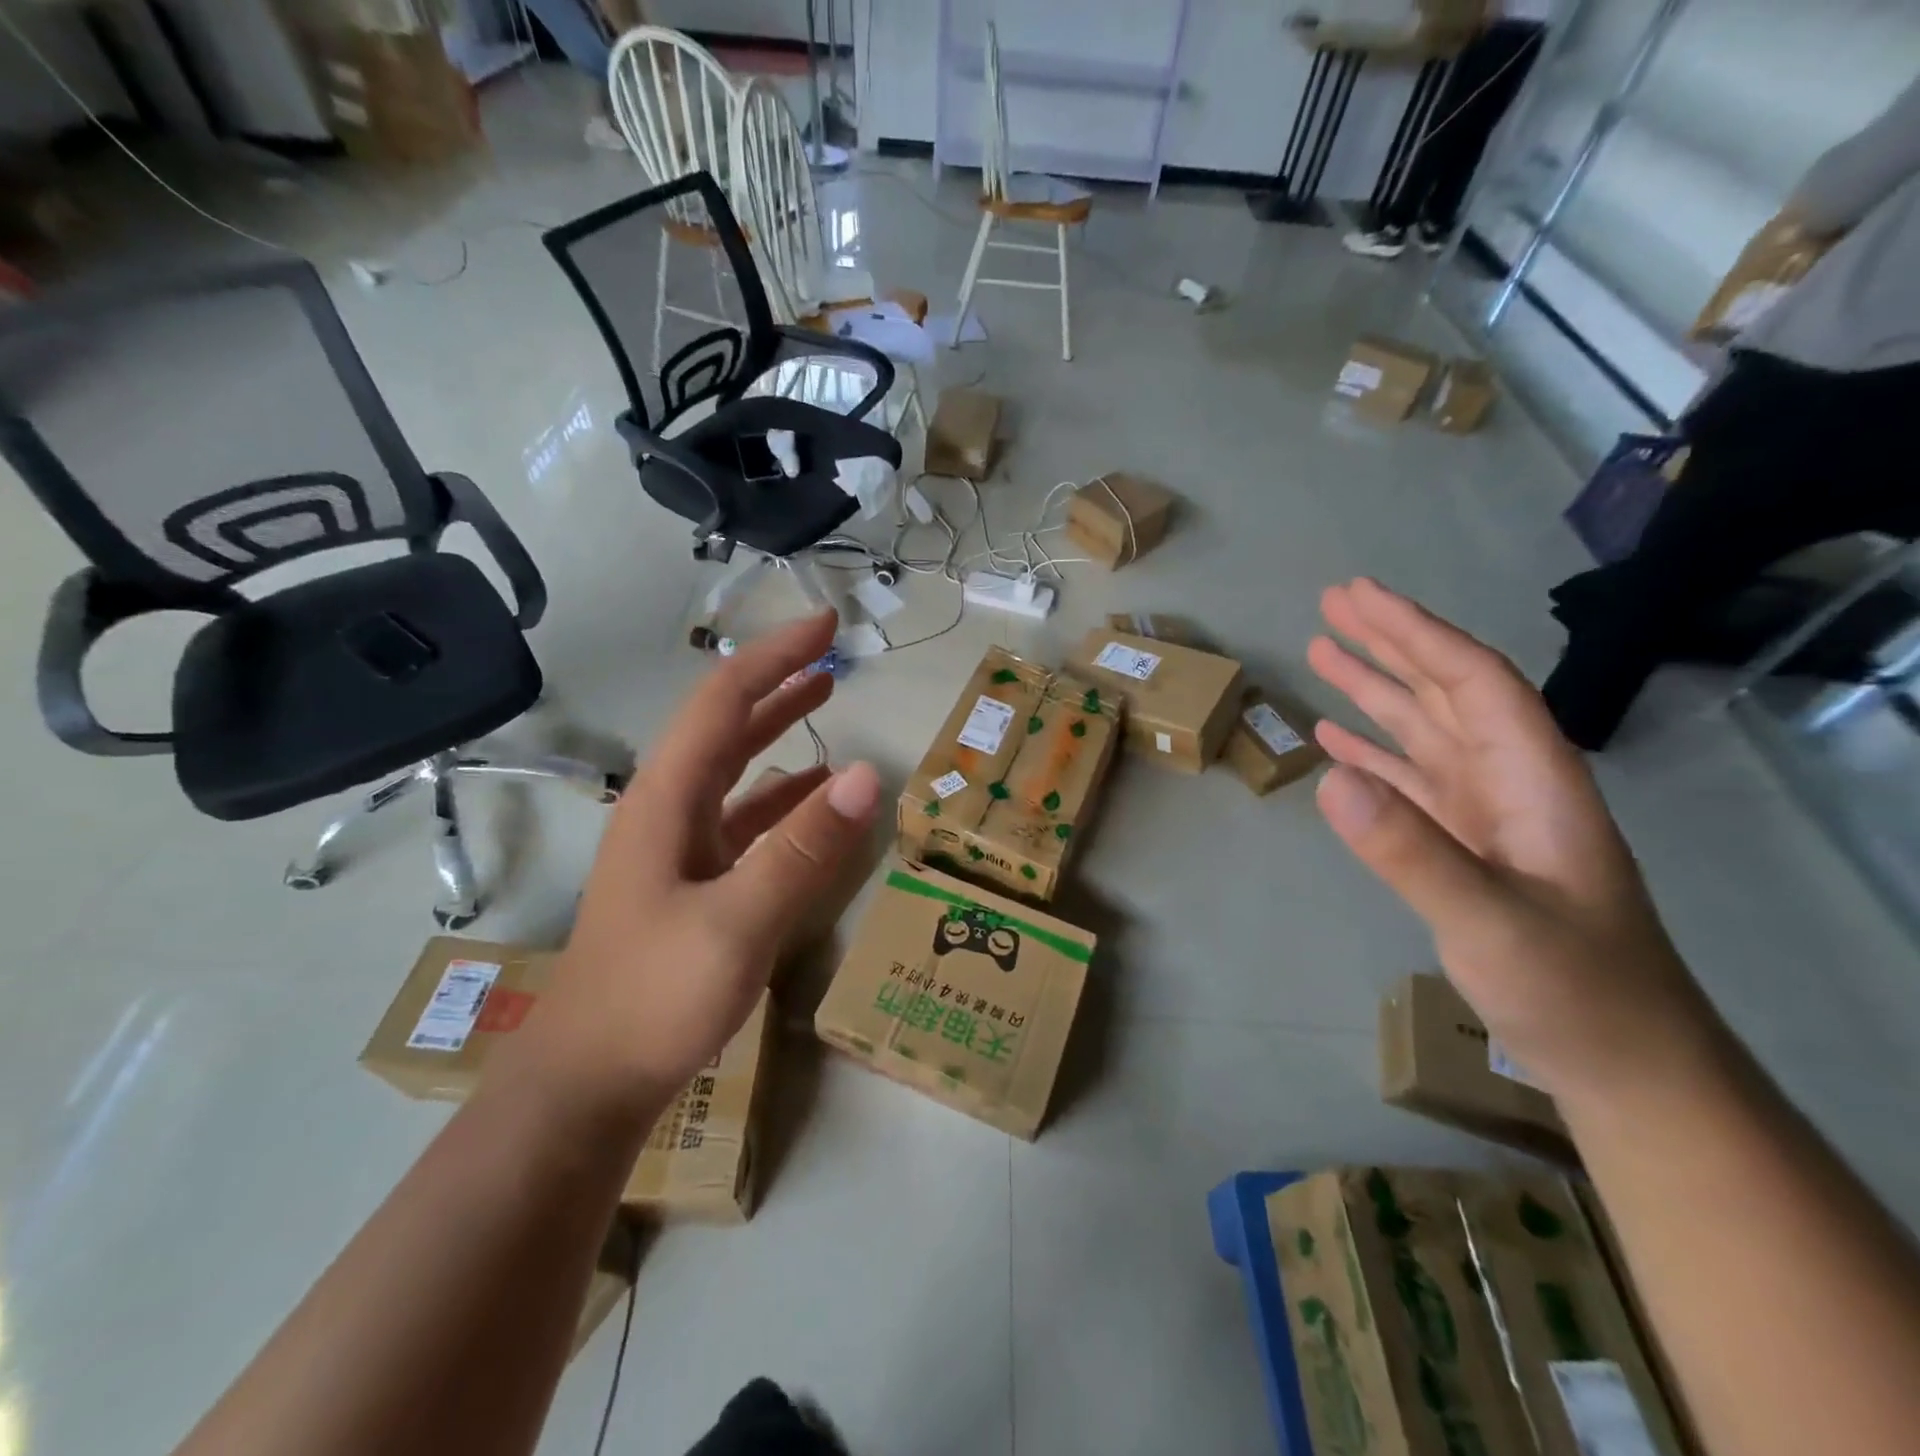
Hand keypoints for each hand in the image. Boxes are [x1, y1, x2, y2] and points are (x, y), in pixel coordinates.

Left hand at [508, 611, 880, 1113]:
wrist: (589, 1083)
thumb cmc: (653, 999)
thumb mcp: (737, 924)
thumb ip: (802, 849)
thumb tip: (867, 776)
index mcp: (667, 800)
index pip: (724, 702)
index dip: (774, 658)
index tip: (826, 627)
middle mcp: (668, 809)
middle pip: (725, 725)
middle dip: (777, 681)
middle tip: (831, 653)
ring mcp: (678, 847)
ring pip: (734, 768)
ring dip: (778, 730)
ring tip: (825, 700)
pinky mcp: (692, 882)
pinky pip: (743, 819)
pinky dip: (781, 796)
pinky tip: (813, 797)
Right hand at [1308, 579, 1713, 1099]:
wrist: (1625, 1065)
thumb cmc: (1574, 992)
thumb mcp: (1491, 924)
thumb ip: (1412, 852)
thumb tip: (1331, 780)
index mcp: (1533, 779)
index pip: (1473, 682)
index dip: (1415, 633)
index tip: (1359, 597)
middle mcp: (1511, 782)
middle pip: (1447, 692)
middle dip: (1391, 643)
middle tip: (1333, 603)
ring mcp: (1487, 815)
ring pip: (1424, 731)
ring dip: (1375, 690)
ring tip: (1322, 653)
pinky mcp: (1465, 845)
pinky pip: (1409, 780)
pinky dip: (1371, 753)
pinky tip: (1335, 740)